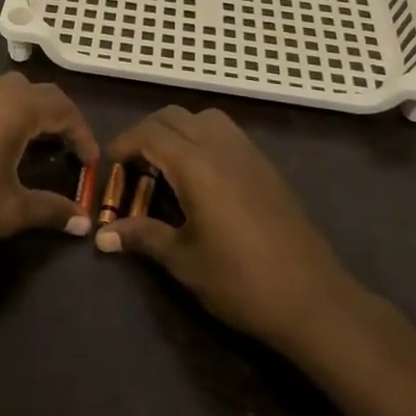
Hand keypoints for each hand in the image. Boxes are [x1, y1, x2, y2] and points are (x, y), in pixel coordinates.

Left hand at [0, 73, 99, 251]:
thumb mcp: (11, 210)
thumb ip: (52, 210)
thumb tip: (85, 222)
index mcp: (15, 108)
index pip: (64, 109)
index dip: (83, 135)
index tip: (92, 164)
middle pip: (42, 93)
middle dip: (63, 119)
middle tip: (72, 152)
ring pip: (15, 91)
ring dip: (36, 112)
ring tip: (42, 146)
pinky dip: (12, 113)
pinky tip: (6, 144)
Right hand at [97, 106, 350, 350]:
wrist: (313, 299)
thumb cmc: (240, 281)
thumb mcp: (184, 262)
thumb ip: (143, 237)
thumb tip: (102, 235)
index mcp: (196, 166)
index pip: (149, 134)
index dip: (124, 143)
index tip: (109, 165)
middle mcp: (221, 147)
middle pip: (174, 116)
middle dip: (147, 133)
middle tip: (134, 166)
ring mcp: (249, 153)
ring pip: (204, 118)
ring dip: (178, 130)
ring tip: (167, 166)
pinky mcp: (266, 166)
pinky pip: (227, 133)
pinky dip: (203, 139)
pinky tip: (202, 177)